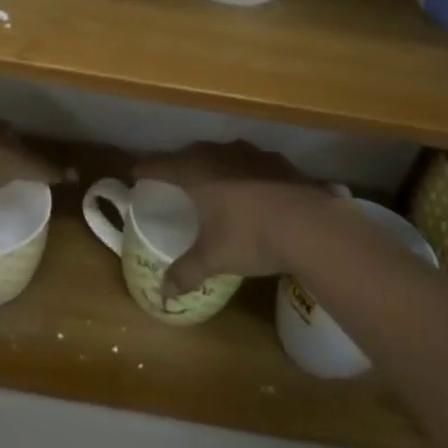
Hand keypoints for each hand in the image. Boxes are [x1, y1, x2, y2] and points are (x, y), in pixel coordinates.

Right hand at [132, 141, 332, 300]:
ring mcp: (252, 154)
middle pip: (190, 154)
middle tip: (173, 182)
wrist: (312, 226)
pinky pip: (252, 162)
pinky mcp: (280, 162)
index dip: (144, 170)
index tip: (134, 175)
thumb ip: (186, 272)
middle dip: (179, 166)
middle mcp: (219, 154)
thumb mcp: (214, 259)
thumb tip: (163, 294)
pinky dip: (245, 172)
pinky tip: (252, 189)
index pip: (159, 165)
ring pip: (223, 154)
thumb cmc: (251, 237)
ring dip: (214, 165)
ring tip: (212, 182)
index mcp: (195, 171)